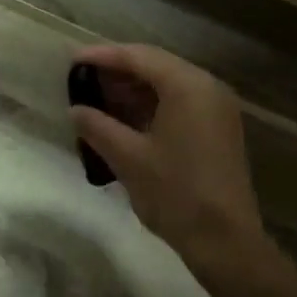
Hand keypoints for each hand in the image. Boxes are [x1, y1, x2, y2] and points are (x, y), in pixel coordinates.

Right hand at [69, 44, 265, 269]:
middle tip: (82, 82)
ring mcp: (217, 109)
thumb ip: (98, 127)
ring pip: (168, 86)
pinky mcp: (218, 130)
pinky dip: (151, 107)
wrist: (224, 239)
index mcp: (188, 86)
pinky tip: (124, 121)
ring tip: (97, 102)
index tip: (72, 61)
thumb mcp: (128, 158)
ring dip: (133, 91)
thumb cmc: (174, 193)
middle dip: (118, 73)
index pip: (139, 57)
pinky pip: (180, 105)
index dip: (103, 56)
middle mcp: (208, 88)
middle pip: (156, 67)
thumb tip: (76, 110)